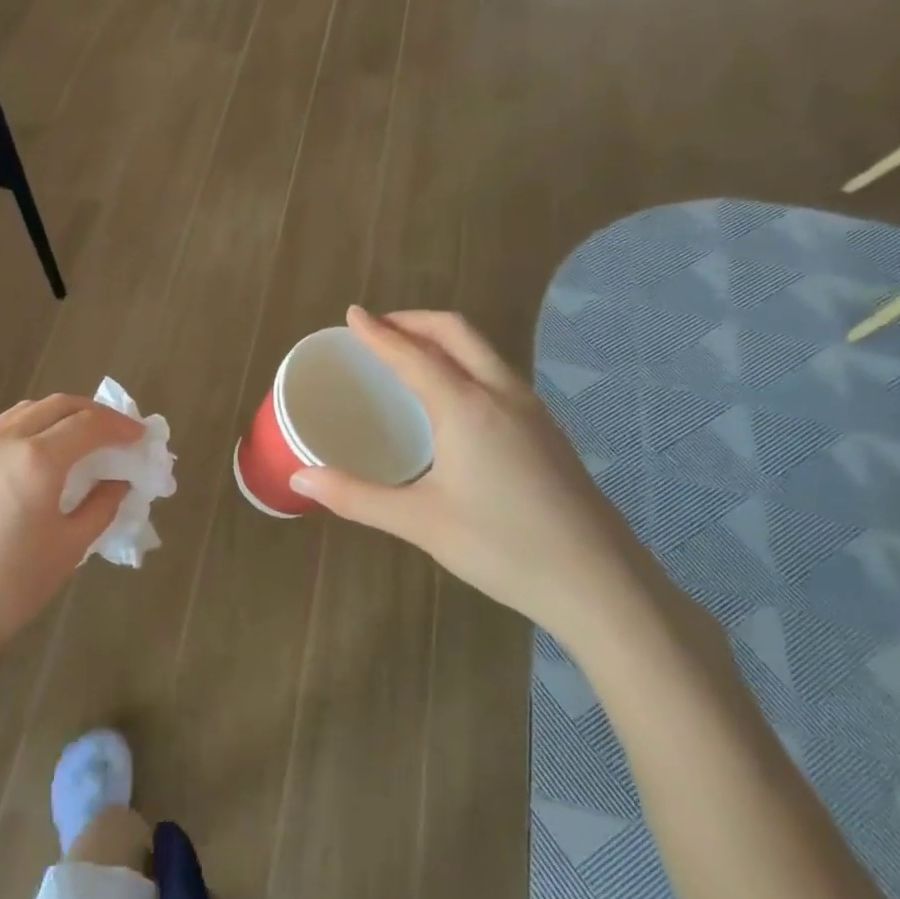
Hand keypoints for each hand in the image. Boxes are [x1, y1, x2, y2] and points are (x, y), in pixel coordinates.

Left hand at [0, 395, 141, 657]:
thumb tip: (119, 480)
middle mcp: (4, 439)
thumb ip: (102, 504)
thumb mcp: (71, 546)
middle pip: (58, 405)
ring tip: (82, 437)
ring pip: (27, 411)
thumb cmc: (13, 585)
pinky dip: (31, 427)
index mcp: (36, 460)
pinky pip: (2, 427)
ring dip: (60, 415)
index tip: (140, 437)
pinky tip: (40, 452)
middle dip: (93, 413)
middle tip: (116, 432)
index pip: (88, 424)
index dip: (120, 426)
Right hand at [289, 307, 666, 641]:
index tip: (352, 314)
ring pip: (483, 351)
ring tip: (409, 355)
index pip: (412, 354)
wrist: (600, 584)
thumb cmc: (502, 548)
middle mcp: (502, 395)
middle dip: (414, 320)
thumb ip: (355, 496)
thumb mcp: (419, 523)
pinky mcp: (547, 432)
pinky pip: (498, 375)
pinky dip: (464, 363)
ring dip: (442, 339)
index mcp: (466, 407)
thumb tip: (299, 480)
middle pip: (457, 332)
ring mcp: (533, 411)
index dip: (378, 333)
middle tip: (378, 327)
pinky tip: (452, 399)